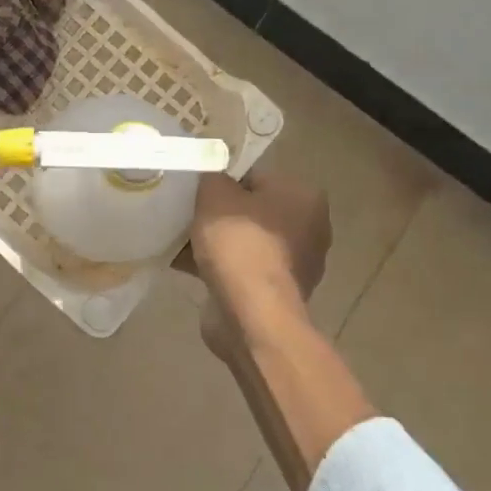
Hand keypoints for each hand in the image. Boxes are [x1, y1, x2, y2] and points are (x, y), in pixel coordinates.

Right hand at [180, 168, 330, 330]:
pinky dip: (218, 268)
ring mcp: (296, 265)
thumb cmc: (240, 243)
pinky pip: (241, 270)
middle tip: (188, 213)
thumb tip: (213, 179)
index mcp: (304, 197)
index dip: (224, 181)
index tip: (198, 191)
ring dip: (218, 243)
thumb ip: (213, 176)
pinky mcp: (277, 293)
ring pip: (246, 242)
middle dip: (221, 214)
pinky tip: (184, 265)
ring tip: (181, 240)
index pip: (257, 177)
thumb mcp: (215, 193)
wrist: (251, 314)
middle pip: (252, 211)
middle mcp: (309, 229)